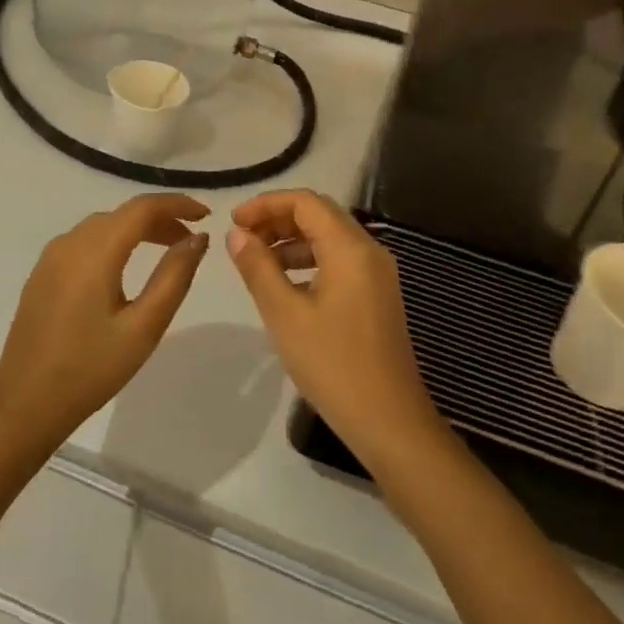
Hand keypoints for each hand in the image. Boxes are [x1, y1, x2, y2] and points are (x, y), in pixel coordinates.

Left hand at [0, 194, 210, 449]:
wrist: (24, 405)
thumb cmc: (90, 369)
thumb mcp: (143, 327)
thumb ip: (174, 277)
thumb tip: (198, 239)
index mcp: (95, 251)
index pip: (142, 208)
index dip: (177, 204)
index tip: (206, 215)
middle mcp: (69, 243)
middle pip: (122, 214)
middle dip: (160, 219)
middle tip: (191, 242)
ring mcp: (50, 258)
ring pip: (102, 227)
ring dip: (136, 230)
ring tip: (165, 252)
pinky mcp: (42, 275)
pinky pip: (84, 242)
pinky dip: (112, 242)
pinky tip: (124, 268)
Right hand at [226, 190, 450, 474]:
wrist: (389, 421)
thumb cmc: (333, 364)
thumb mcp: (285, 314)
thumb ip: (258, 268)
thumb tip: (237, 234)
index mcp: (350, 248)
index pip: (305, 202)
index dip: (266, 204)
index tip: (234, 223)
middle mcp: (369, 251)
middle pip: (319, 214)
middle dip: (278, 218)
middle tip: (242, 238)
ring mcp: (377, 274)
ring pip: (329, 237)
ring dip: (292, 239)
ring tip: (257, 260)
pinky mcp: (377, 294)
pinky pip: (340, 260)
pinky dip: (309, 260)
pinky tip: (286, 283)